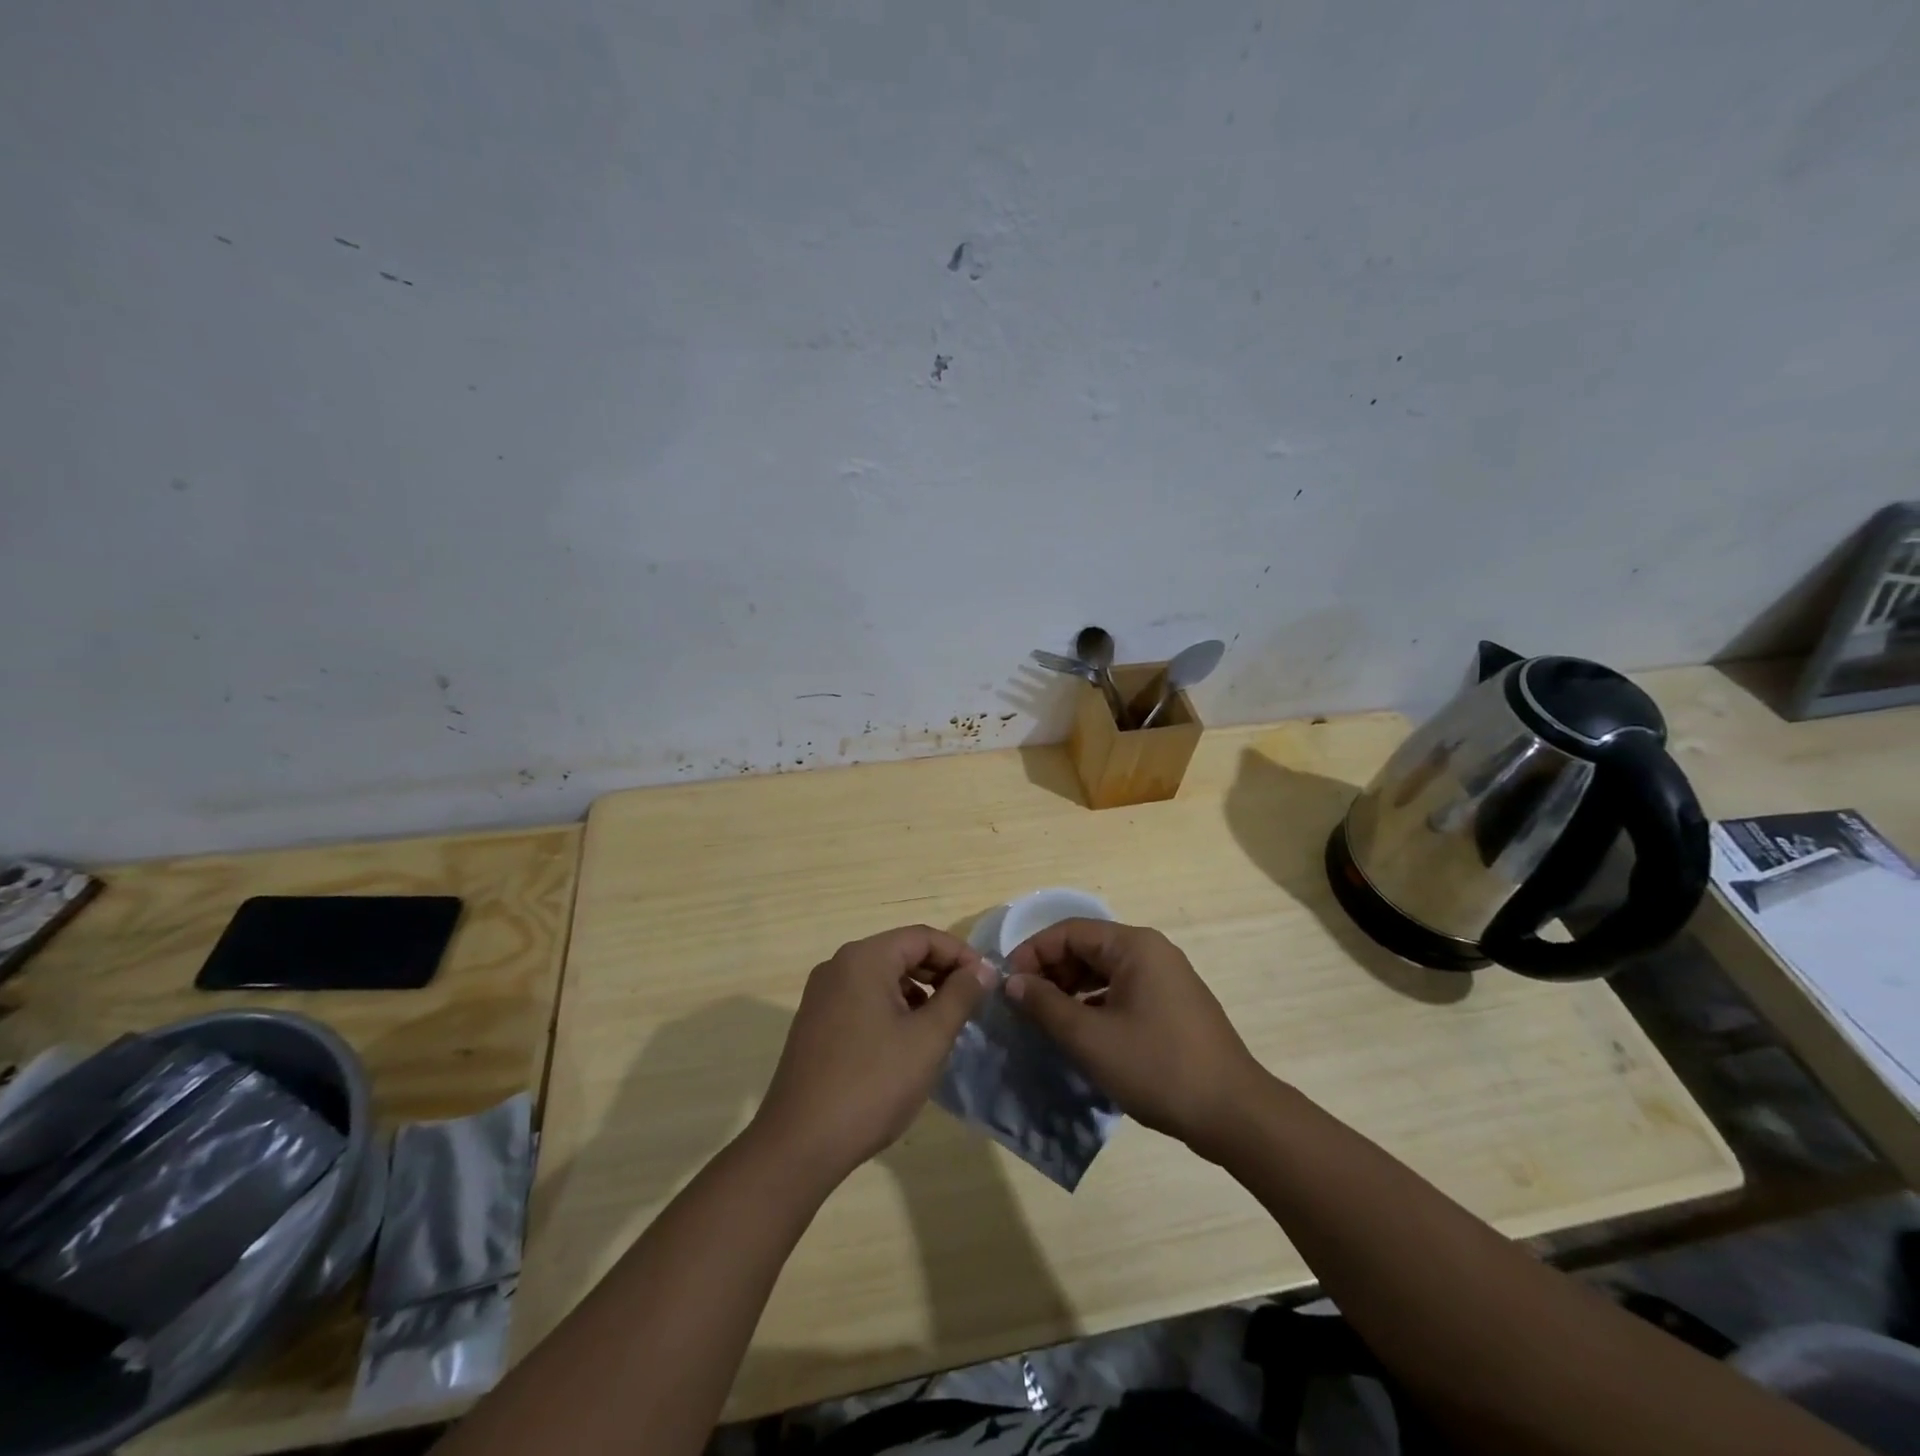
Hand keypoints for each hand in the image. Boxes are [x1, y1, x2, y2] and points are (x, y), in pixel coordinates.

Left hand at [750, 925, 993, 1183]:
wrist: (800, 1144)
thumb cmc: (872, 1084)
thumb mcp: (928, 1038)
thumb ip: (960, 996)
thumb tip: (983, 969)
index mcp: (864, 958)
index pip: (923, 937)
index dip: (960, 955)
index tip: (987, 983)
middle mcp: (838, 965)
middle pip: (901, 952)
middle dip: (940, 973)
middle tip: (971, 1003)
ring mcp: (822, 994)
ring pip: (882, 977)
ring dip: (918, 992)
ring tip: (944, 1025)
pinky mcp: (816, 1022)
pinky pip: (863, 999)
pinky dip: (892, 1008)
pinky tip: (908, 1042)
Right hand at [1005, 919, 1264, 1157]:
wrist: (1234, 1114)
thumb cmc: (1157, 1067)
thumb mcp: (1090, 1038)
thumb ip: (1046, 1005)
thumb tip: (1012, 982)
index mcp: (1134, 946)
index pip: (1069, 931)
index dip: (1032, 952)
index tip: (1006, 983)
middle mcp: (1151, 951)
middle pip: (1087, 947)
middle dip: (1050, 972)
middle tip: (1023, 1005)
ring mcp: (1166, 978)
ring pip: (1104, 971)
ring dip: (1070, 990)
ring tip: (1045, 1020)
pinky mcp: (1172, 1005)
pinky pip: (1122, 991)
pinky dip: (1094, 1005)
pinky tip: (1079, 1033)